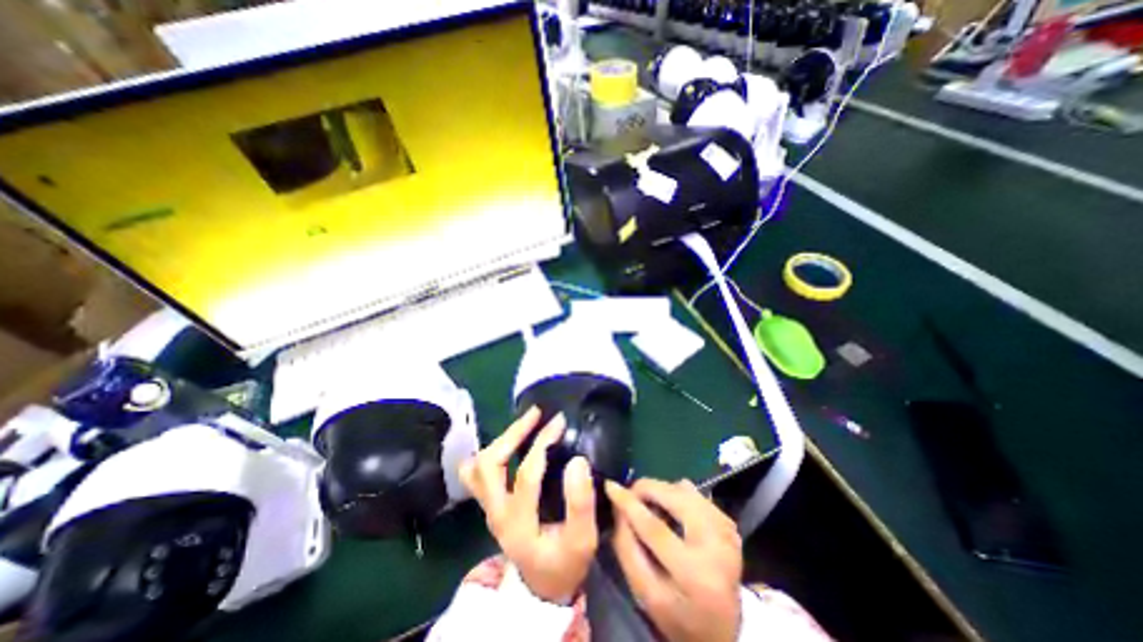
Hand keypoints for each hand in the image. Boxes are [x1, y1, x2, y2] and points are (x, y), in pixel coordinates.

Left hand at [460, 409, 598, 604]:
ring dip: (502, 439)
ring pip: (479, 465)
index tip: (560, 422)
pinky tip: (510, 443)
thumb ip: (581, 503)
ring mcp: (488, 508)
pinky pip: (477, 472)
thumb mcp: (582, 541)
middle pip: (490, 464)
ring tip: (527, 422)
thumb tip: (577, 461)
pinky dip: (491, 451)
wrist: (542, 586)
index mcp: (518, 524)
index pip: (526, 474)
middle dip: (513, 433)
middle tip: (537, 414)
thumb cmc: (564, 563)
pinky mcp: (490, 504)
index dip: (542, 443)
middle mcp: (496, 513)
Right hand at [606, 475, 741, 641]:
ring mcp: (726, 531)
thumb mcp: (645, 593)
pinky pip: (695, 494)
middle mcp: (718, 547)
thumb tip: (617, 506)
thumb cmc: (678, 615)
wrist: (723, 628)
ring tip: (650, 504)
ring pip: (685, 490)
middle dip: (647, 488)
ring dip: (661, 491)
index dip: (629, 504)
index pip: (655, 529)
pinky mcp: (729, 522)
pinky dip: (676, 495)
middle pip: (675, 499)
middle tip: (631, 494)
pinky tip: (671, 510)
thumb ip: (627, 548)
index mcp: (696, 575)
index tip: (610, 486)